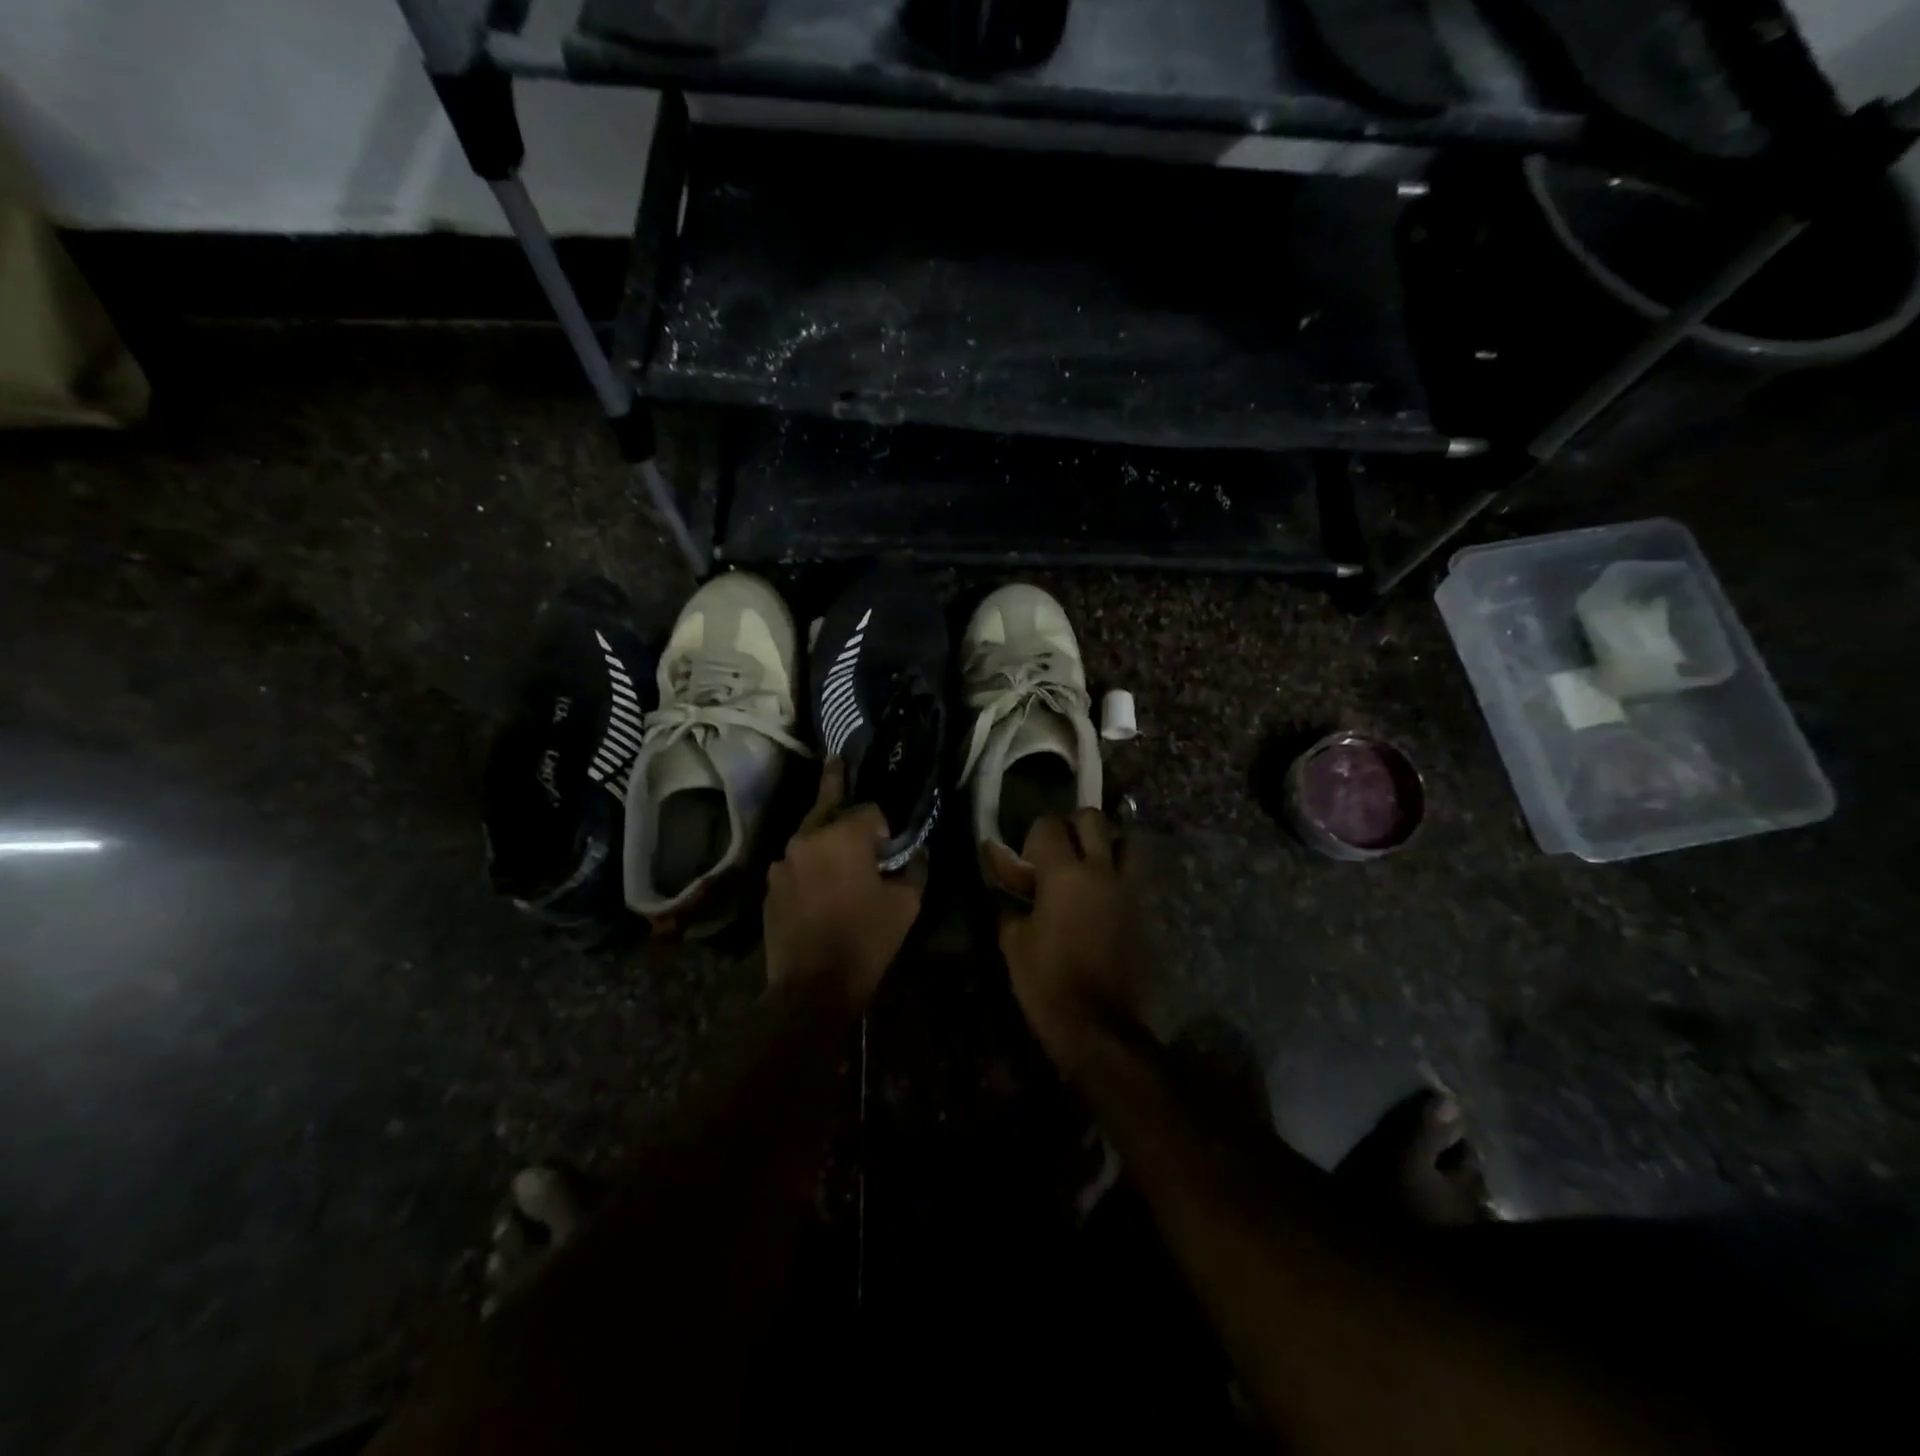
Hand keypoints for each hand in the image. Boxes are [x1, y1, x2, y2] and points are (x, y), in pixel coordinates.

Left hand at [763, 759, 925, 1011]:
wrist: (812, 988)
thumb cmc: (865, 941)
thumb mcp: (905, 905)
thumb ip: (914, 870)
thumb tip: (917, 852)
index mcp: (842, 837)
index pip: (868, 810)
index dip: (883, 826)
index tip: (890, 848)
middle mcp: (806, 839)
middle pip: (826, 806)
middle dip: (835, 786)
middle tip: (836, 760)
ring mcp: (782, 864)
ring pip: (808, 837)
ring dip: (824, 838)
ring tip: (836, 850)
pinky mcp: (770, 888)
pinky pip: (795, 865)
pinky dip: (809, 866)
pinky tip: (819, 887)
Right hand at [985, 810, 1143, 1074]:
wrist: (1097, 1024)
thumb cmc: (1046, 981)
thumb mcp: (1013, 941)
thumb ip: (1006, 901)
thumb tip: (998, 880)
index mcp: (1064, 874)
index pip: (1048, 825)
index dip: (1031, 835)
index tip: (1020, 857)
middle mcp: (1100, 870)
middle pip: (1092, 818)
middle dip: (1071, 825)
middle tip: (1055, 850)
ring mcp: (1126, 888)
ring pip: (1123, 840)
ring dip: (1103, 843)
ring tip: (1084, 865)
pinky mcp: (1140, 909)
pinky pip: (1131, 873)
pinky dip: (1116, 871)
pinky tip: (1097, 894)